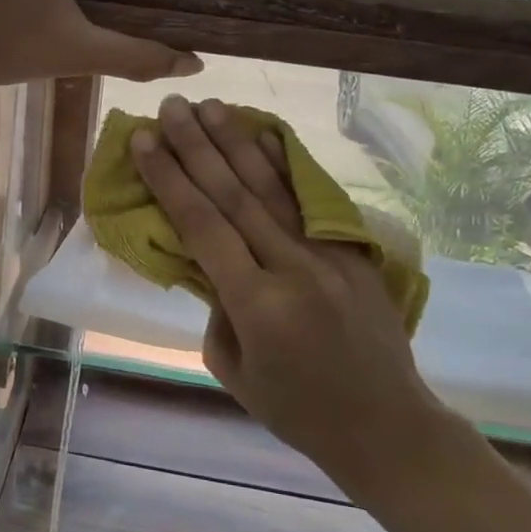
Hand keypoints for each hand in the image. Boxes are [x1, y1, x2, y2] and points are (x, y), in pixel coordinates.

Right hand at [130, 96, 440, 485]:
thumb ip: (216, 307)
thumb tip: (213, 259)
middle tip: (170, 107)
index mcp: (257, 304)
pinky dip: (287, 165)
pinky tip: (266, 136)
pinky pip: (313, 200)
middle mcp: (293, 268)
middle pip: (234, 195)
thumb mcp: (232, 369)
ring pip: (273, 188)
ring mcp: (330, 255)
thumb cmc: (296, 410)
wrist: (386, 425)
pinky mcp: (354, 251)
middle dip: (197, 146)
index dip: (169, 179)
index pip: (203, 226)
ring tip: (210, 106)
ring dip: (237, 143)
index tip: (144, 140)